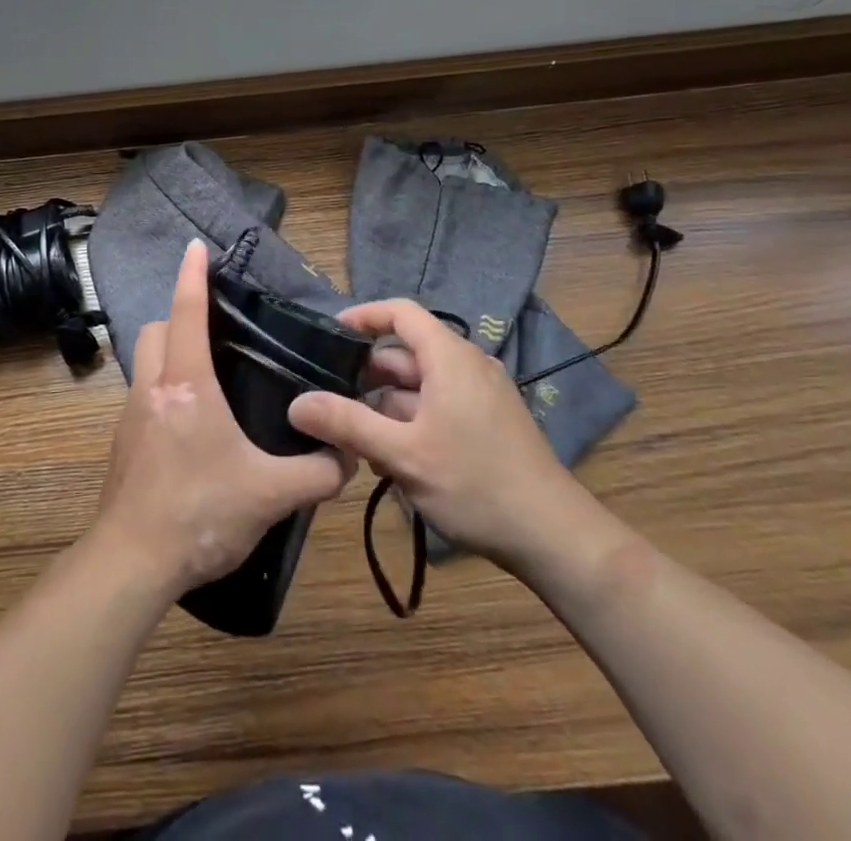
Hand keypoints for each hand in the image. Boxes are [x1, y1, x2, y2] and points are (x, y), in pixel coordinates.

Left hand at [93, 241, 352, 597]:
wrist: (132, 562)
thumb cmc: (199, 513)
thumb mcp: (269, 495)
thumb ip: (317, 474)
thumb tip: (348, 457)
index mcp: (186, 384)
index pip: (187, 312)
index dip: (193, 275)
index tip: (196, 247)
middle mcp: (153, 388)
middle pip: (157, 330)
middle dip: (179, 317)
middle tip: (215, 331)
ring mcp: (131, 415)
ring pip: (146, 362)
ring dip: (169, 354)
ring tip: (209, 376)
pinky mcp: (124, 443)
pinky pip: (144, 396)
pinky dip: (164, 390)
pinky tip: (192, 427)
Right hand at [287, 299, 590, 569]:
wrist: (555, 537)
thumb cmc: (475, 484)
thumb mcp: (403, 454)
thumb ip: (347, 424)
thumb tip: (296, 403)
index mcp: (450, 357)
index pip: (400, 312)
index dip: (363, 316)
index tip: (329, 335)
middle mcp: (467, 365)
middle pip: (406, 351)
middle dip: (367, 374)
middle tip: (331, 400)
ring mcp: (482, 394)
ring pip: (421, 383)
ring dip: (387, 405)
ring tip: (356, 440)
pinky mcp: (489, 421)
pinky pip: (439, 403)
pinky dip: (411, 419)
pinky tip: (393, 457)